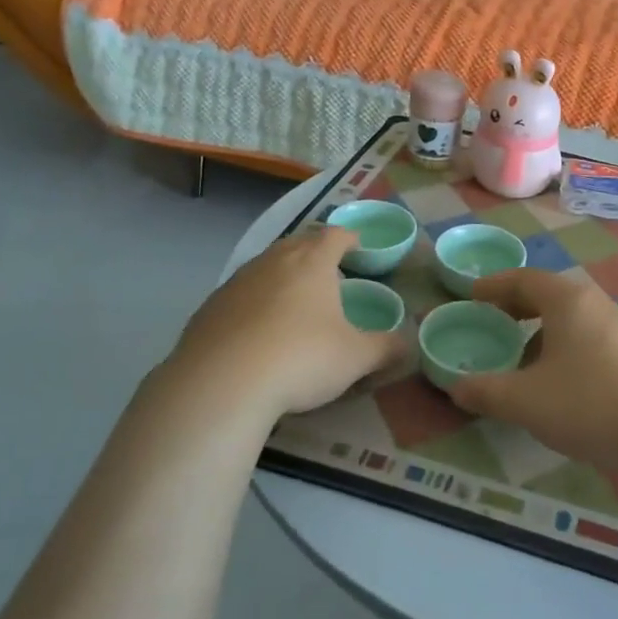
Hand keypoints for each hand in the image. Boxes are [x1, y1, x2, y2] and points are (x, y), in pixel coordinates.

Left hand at [150, 228, 399, 422]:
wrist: (222, 383)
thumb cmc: (301, 358)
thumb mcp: (355, 358)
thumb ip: (385, 348)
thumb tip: (408, 345)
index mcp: (312, 262)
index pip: (334, 235)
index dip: (349, 238)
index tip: (357, 247)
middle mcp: (273, 261)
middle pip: (298, 243)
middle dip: (314, 252)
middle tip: (328, 272)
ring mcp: (237, 282)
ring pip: (265, 266)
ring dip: (282, 275)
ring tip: (293, 301)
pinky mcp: (209, 308)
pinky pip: (240, 295)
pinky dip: (253, 303)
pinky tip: (256, 331)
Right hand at [450, 269, 617, 469]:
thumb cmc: (590, 402)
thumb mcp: (527, 401)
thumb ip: (486, 391)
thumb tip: (457, 387)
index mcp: (566, 300)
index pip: (522, 279)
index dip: (493, 286)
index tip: (471, 295)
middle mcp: (593, 302)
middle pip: (546, 293)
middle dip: (515, 305)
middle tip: (490, 321)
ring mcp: (617, 325)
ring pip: (568, 317)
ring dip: (539, 329)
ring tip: (519, 357)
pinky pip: (585, 335)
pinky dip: (561, 345)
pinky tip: (556, 380)